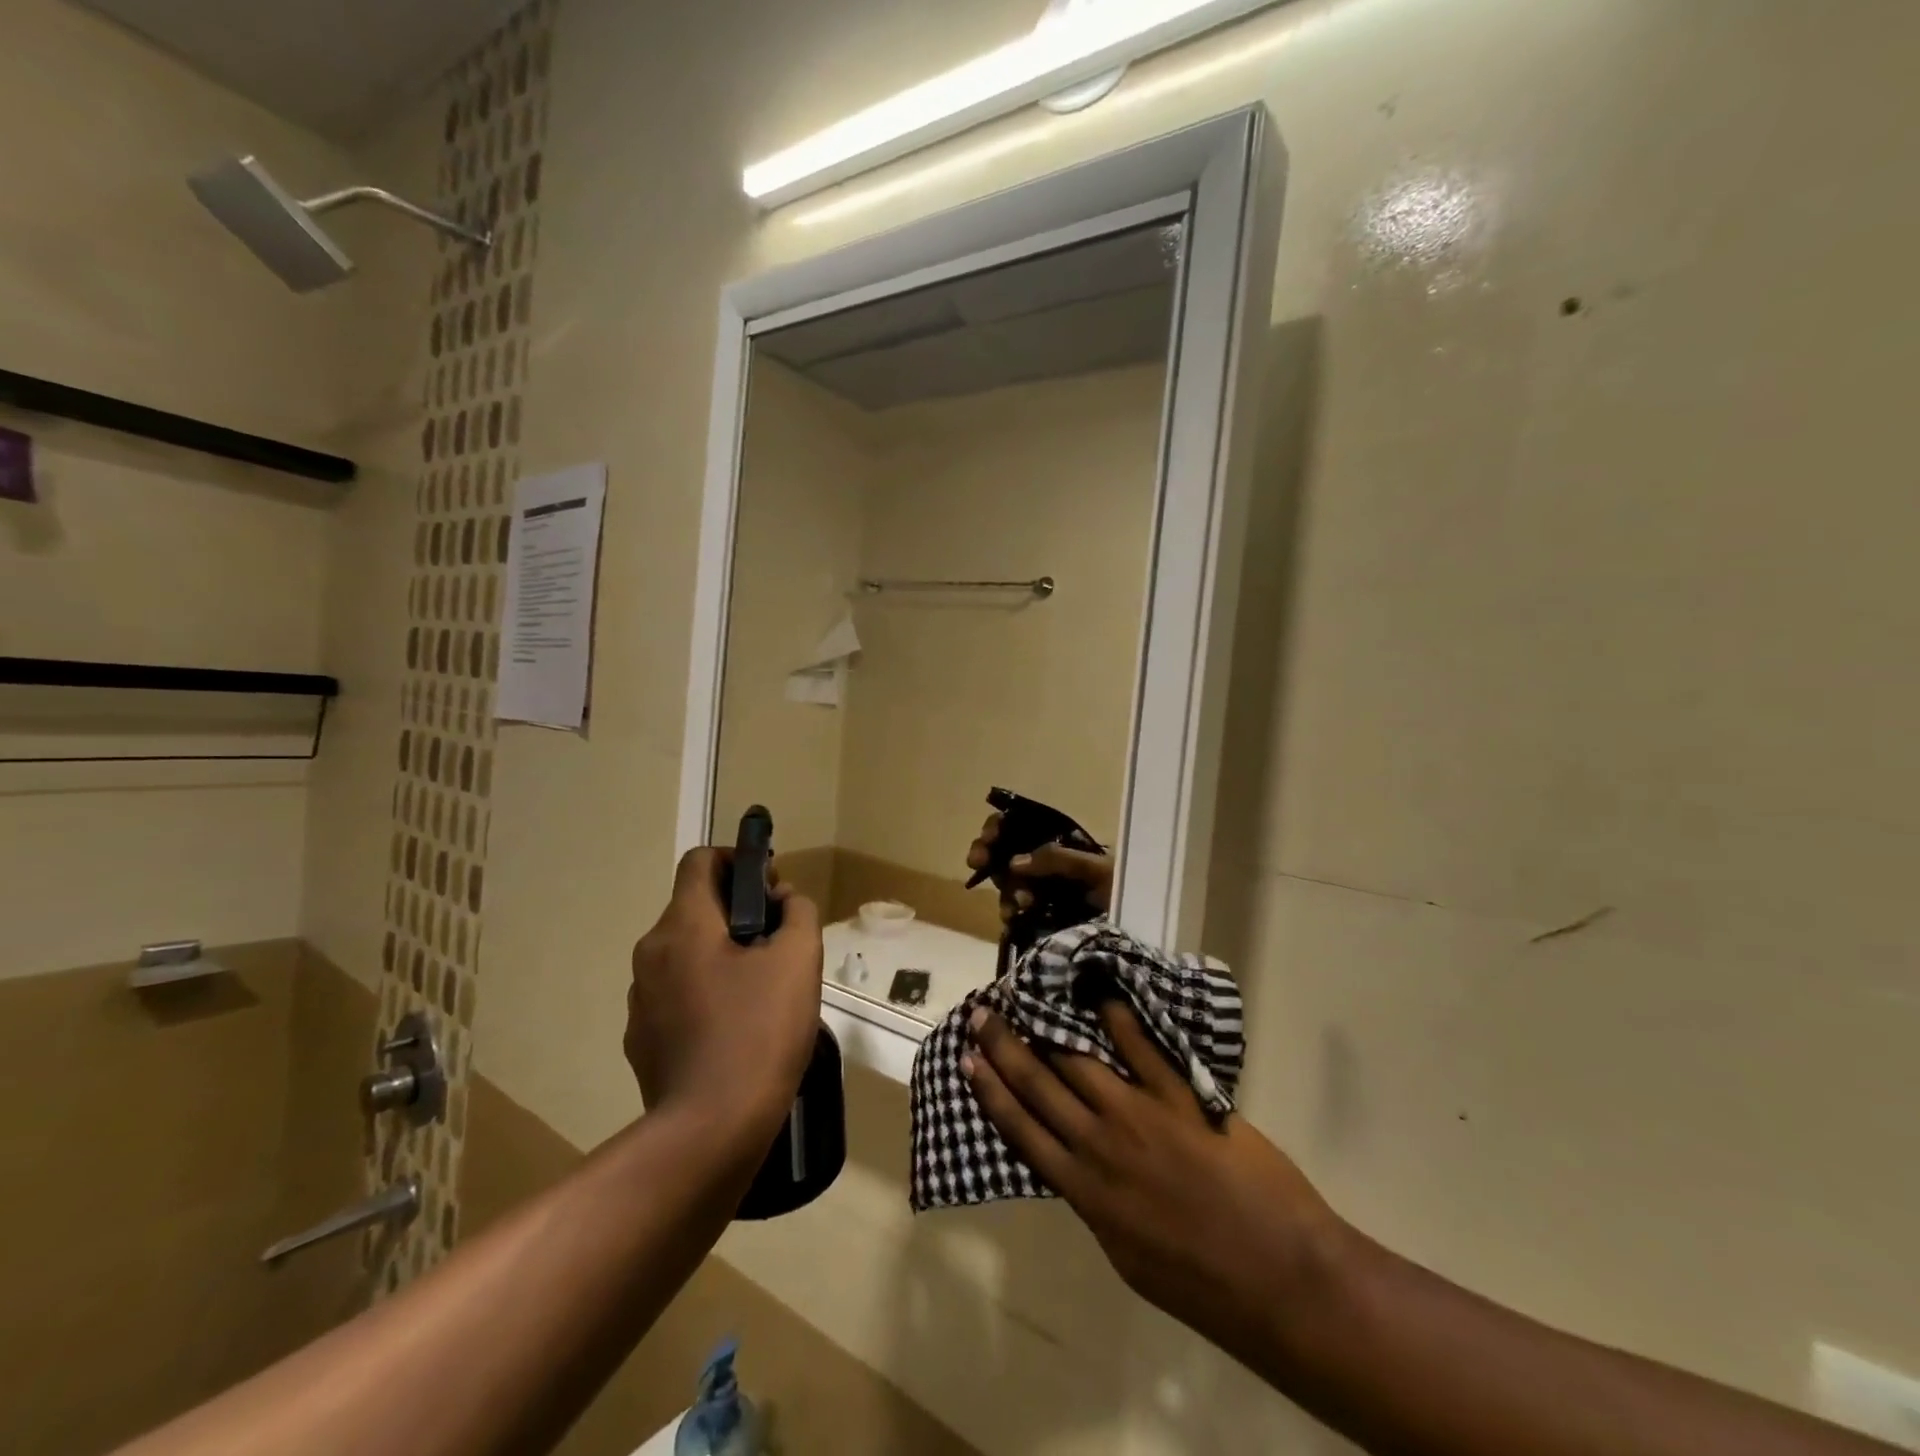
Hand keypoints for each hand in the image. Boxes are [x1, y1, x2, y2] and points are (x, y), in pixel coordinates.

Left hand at [625, 848, 822, 1147]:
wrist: (711, 1129)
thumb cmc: (759, 1031)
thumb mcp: (799, 958)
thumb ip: (797, 911)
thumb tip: (783, 900)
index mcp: (683, 925)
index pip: (700, 861)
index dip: (737, 859)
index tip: (768, 886)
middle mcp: (651, 952)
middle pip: (694, 908)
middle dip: (737, 912)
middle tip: (777, 941)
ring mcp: (641, 998)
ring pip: (685, 953)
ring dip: (720, 954)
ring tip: (761, 989)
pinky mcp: (641, 1038)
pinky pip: (676, 994)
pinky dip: (705, 992)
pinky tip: (736, 1027)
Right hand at [962, 1002, 1344, 1365]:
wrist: (1278, 1277)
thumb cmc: (1201, 1282)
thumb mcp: (1128, 1256)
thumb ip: (1097, 1205)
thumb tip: (1077, 1166)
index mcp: (1084, 1191)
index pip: (1022, 1129)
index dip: (991, 1091)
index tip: (968, 1060)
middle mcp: (1100, 1144)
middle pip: (1040, 1084)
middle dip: (1005, 1047)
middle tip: (982, 1014)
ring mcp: (1140, 1114)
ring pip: (1081, 1061)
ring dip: (1051, 1028)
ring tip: (1031, 999)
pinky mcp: (1181, 1096)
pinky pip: (1143, 1049)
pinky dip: (1119, 1020)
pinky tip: (1100, 996)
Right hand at [966, 812, 1113, 925]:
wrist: (1137, 934)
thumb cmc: (1124, 891)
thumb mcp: (1096, 869)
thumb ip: (1058, 859)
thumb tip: (1014, 862)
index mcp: (1060, 842)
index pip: (1021, 825)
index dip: (1000, 827)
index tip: (989, 836)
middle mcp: (1046, 862)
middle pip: (1005, 850)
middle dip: (987, 854)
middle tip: (977, 862)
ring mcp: (1041, 890)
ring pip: (1006, 881)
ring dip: (1004, 888)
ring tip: (1017, 904)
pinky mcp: (1039, 917)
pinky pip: (1012, 908)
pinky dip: (1008, 910)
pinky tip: (1012, 916)